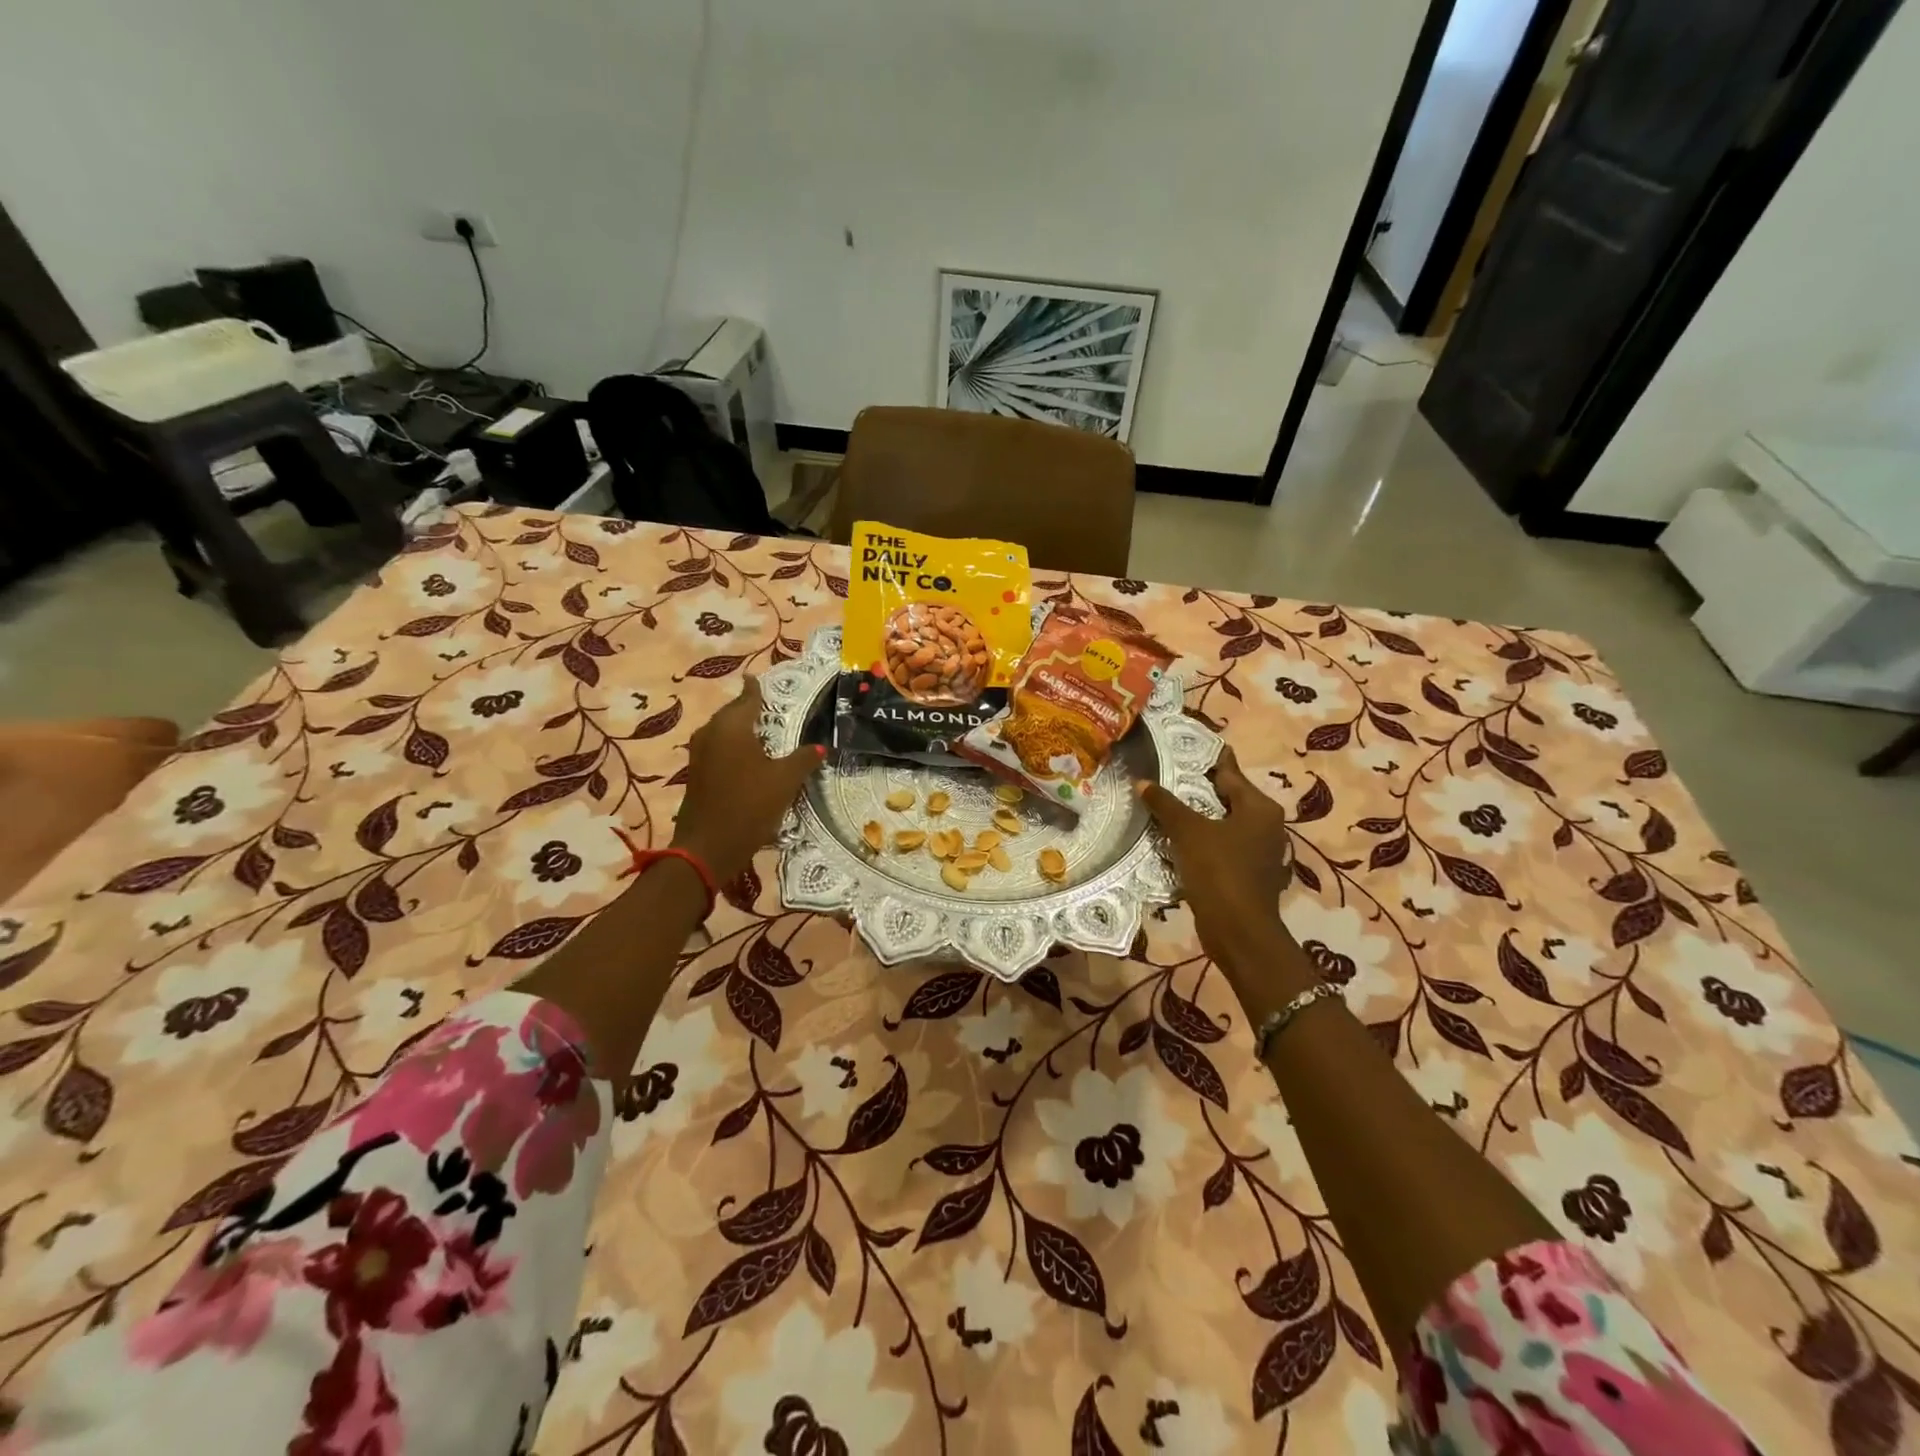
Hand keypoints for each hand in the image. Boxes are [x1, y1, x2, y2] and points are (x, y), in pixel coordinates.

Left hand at [671, 678, 823, 886]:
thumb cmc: (749, 806)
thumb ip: (803, 759)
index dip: (757, 689)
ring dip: (741, 730)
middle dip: (750, 709)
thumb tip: (820, 747)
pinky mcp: (696, 773)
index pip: (748, 698)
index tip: (760, 679)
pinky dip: (734, 748)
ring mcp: (700, 753)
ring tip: (763, 734)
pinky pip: (718, 749)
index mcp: (732, 726)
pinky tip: (749, 759)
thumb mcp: (785, 781)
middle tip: (771, 708)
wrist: (708, 847)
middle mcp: (711, 732)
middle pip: (732, 713)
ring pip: (723, 732)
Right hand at [1137, 748, 1306, 990]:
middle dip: (1196, 789)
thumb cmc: (1220, 872)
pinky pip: (1219, 846)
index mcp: (1259, 808)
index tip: (1182, 747)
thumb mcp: (1188, 832)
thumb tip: (1141, 781)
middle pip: (1226, 797)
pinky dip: (1200, 841)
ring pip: (1221, 823)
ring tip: (1162, 805)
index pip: (1229, 772)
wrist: (1239, 932)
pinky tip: (1173, 839)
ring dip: (1196, 817)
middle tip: (1162, 775)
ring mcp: (1258, 851)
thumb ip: (1166, 804)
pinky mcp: (1246, 873)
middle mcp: (1265, 825)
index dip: (1206, 759)